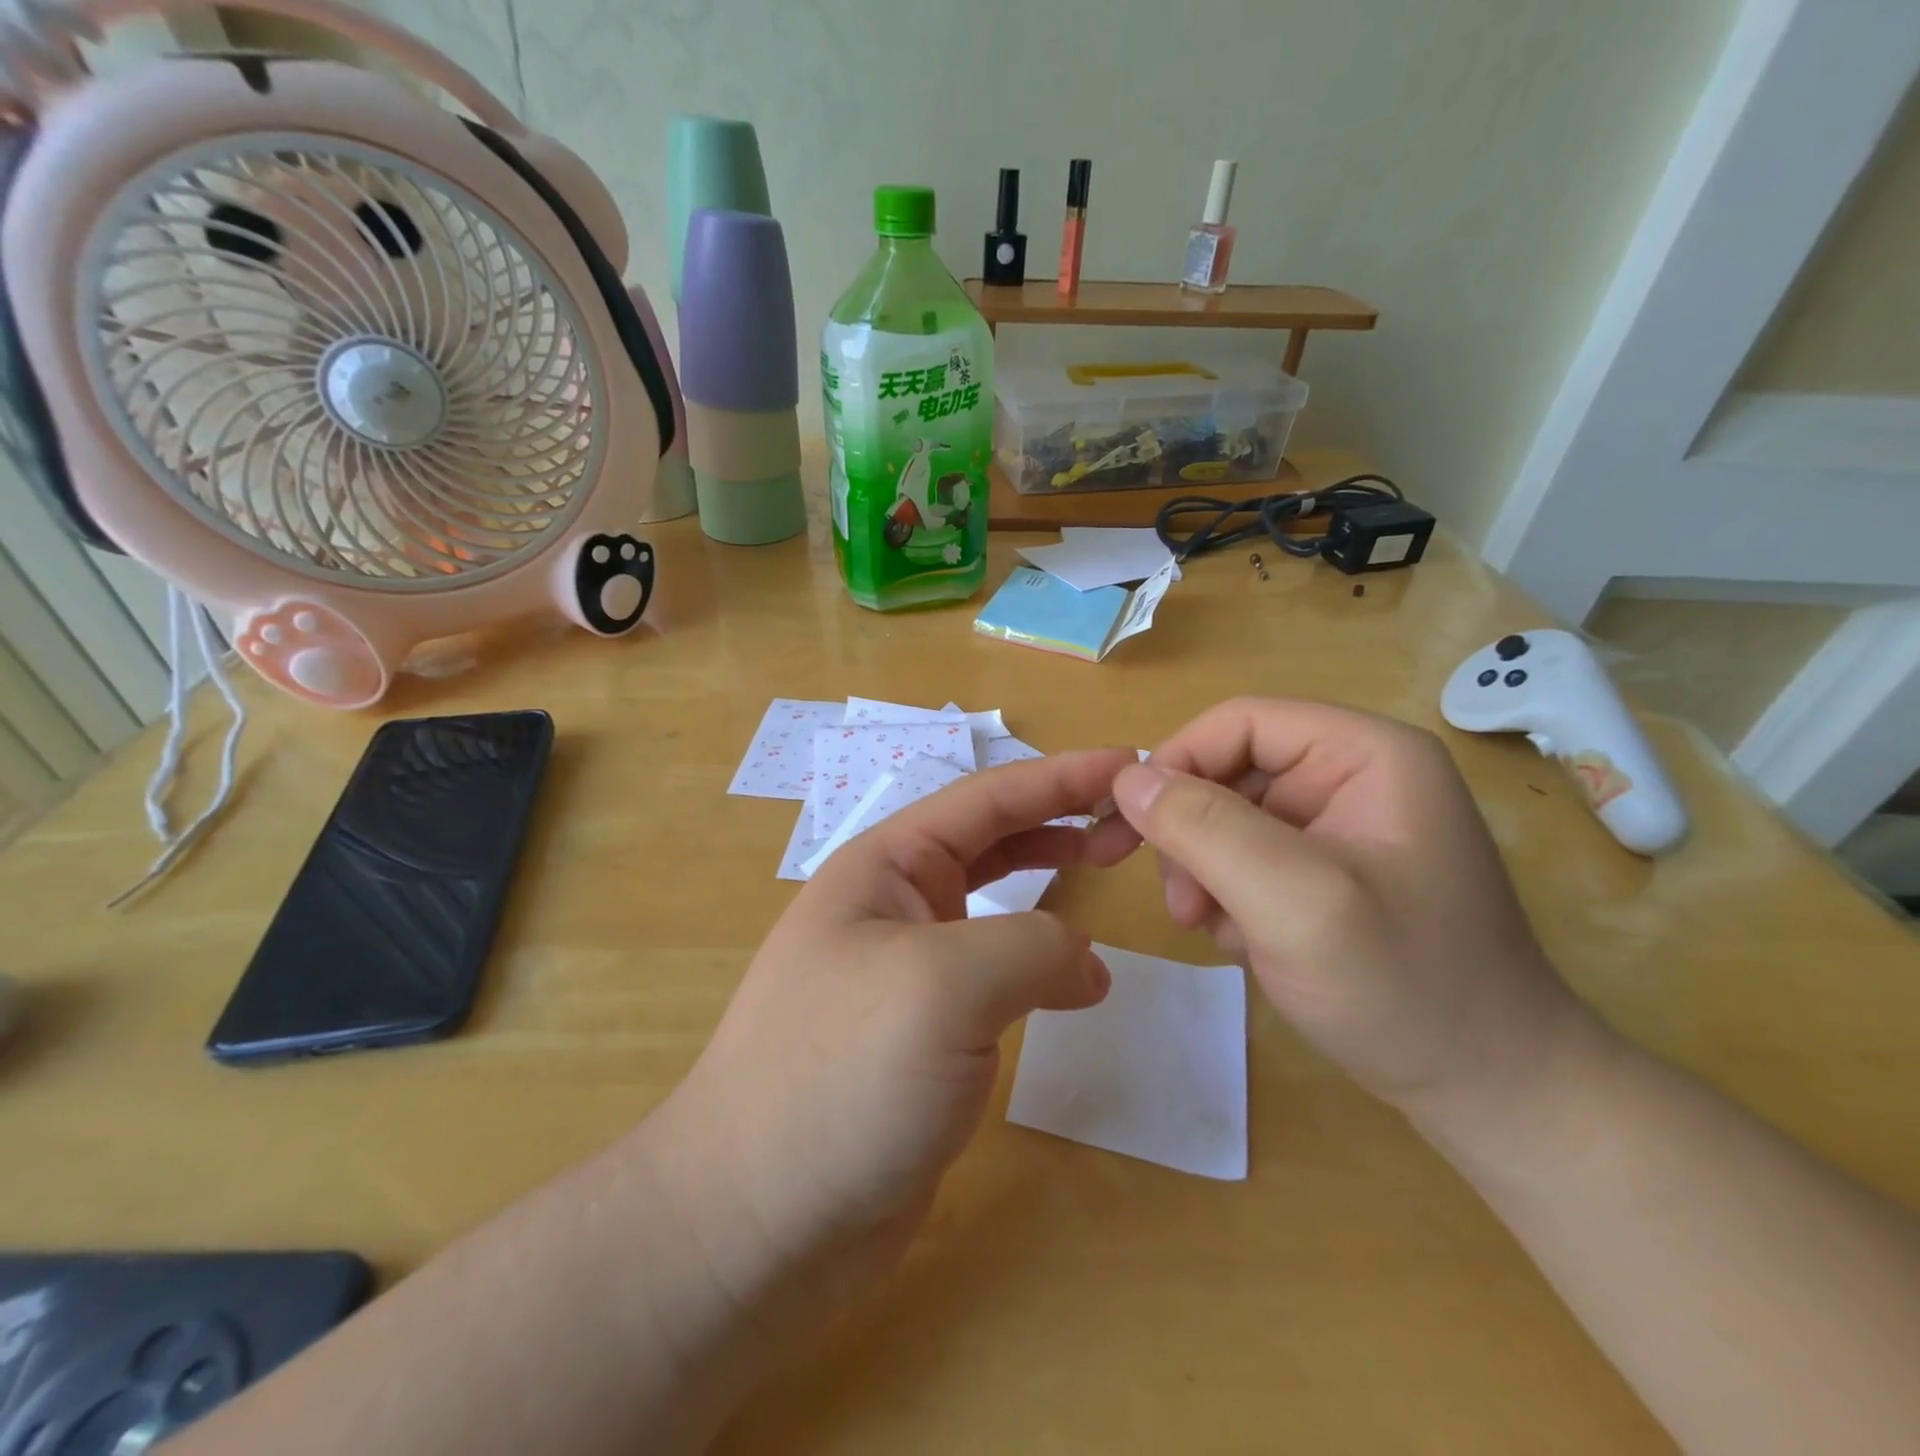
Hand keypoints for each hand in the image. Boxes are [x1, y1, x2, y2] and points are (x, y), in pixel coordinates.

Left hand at [654, 749, 1135, 1313]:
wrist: (758, 1220)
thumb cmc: (841, 1074)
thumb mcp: (944, 985)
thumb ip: (1032, 949)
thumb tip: (1087, 968)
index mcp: (885, 866)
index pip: (986, 799)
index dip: (1060, 776)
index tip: (1129, 763)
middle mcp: (893, 904)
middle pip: (991, 838)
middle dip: (1059, 818)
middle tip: (1132, 820)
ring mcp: (907, 968)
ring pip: (994, 902)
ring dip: (1050, 878)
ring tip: (1109, 866)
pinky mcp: (925, 1030)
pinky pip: (995, 971)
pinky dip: (1040, 959)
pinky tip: (1075, 977)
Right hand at [1088, 698, 1603, 1120]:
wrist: (1493, 1094)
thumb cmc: (1404, 987)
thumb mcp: (1292, 900)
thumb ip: (1203, 828)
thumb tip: (1125, 779)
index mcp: (1365, 754)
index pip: (1239, 723)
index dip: (1176, 763)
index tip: (1131, 828)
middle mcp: (1352, 776)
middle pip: (1229, 772)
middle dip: (1190, 834)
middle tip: (1180, 905)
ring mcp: (1342, 826)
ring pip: (1228, 819)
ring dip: (1204, 872)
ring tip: (1212, 931)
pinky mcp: (1330, 870)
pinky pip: (1247, 858)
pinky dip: (1228, 897)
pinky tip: (1243, 943)